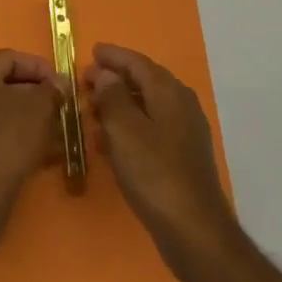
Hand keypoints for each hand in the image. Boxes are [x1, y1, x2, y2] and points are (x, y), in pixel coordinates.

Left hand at [0, 50, 63, 208]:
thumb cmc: (9, 135)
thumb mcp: (40, 106)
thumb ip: (52, 89)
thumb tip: (60, 83)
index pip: (11, 58)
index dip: (40, 68)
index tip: (62, 83)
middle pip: (4, 83)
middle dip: (35, 93)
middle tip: (60, 104)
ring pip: (1, 109)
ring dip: (29, 115)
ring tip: (56, 127)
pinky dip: (17, 134)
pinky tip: (41, 148)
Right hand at [86, 43, 239, 267]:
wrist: (193, 230)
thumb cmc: (154, 174)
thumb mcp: (124, 130)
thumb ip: (112, 96)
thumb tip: (106, 73)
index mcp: (169, 93)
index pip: (138, 63)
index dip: (113, 56)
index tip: (92, 51)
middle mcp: (181, 106)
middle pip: (146, 81)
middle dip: (116, 78)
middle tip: (87, 79)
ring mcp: (185, 132)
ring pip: (148, 105)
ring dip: (121, 102)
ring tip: (94, 106)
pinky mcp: (182, 156)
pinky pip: (152, 127)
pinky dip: (130, 124)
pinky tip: (112, 138)